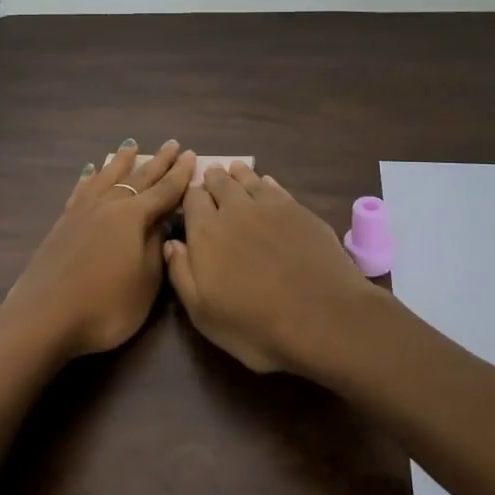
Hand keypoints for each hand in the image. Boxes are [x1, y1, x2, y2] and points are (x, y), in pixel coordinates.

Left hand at [0, 140, 196, 359]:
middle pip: (138, 178)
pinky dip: (89, 178)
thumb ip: (156, 247)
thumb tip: (162, 220)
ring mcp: (83, 212)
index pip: (164, 191)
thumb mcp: (146, 282)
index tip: (191, 155)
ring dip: (122, 162)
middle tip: (172, 144)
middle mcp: (108, 205)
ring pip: (107, 177)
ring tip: (131, 146)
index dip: (180, 175)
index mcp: (133, 217)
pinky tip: (90, 171)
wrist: (44, 317)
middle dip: (158, 162)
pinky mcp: (63, 223)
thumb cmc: (106, 306)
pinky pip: (81, 190)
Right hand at [163, 165, 379, 374]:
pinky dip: (265, 183)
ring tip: (234, 169)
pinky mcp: (299, 210)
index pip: (191, 199)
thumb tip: (171, 243)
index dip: (189, 197)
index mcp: (206, 233)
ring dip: (237, 174)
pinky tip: (266, 183)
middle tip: (210, 176)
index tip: (189, 199)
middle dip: (212, 179)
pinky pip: (276, 187)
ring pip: (248, 179)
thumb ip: (182, 274)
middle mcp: (235, 210)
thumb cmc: (256, 325)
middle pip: (219, 183)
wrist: (323, 318)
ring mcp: (270, 207)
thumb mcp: (204, 314)